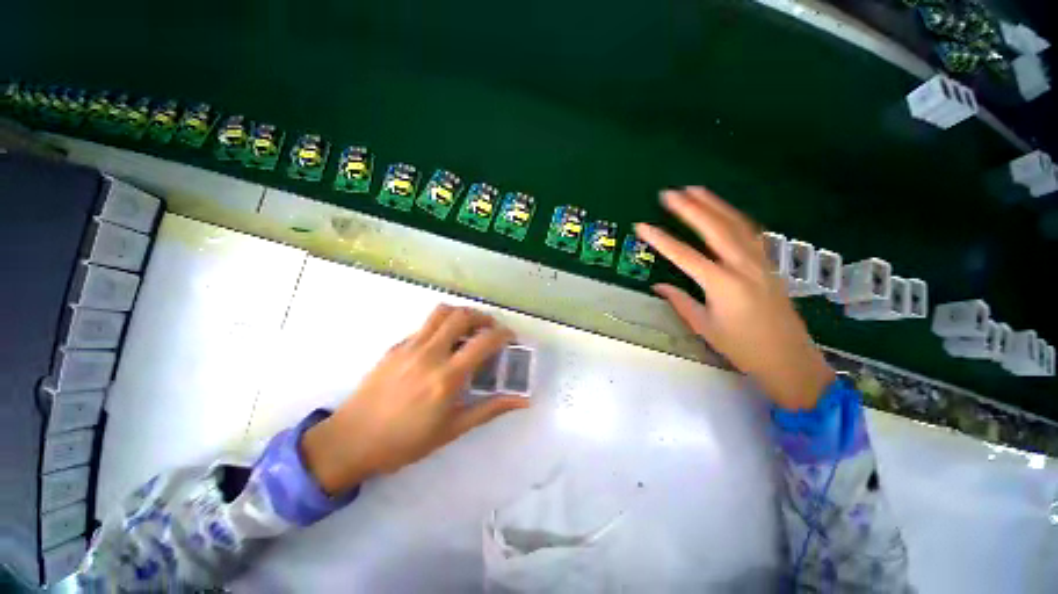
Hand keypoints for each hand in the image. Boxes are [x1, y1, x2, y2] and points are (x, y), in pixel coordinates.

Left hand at [300, 305, 529, 494]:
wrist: (350, 441)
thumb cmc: (405, 442)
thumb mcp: (453, 429)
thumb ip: (490, 409)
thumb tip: (523, 401)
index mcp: (447, 377)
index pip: (484, 341)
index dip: (503, 334)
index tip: (510, 338)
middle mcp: (430, 354)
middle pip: (462, 316)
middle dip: (483, 317)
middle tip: (491, 329)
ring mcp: (409, 346)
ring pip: (441, 313)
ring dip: (461, 314)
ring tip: (469, 328)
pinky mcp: (395, 346)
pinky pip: (424, 326)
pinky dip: (441, 326)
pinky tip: (442, 345)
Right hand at [635, 187, 833, 410]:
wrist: (789, 359)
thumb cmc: (742, 347)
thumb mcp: (705, 326)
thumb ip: (680, 301)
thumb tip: (659, 285)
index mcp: (722, 284)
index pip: (684, 255)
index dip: (660, 239)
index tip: (642, 226)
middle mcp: (742, 266)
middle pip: (714, 229)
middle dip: (690, 208)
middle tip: (670, 193)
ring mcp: (759, 262)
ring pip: (736, 224)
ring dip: (714, 205)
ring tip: (695, 190)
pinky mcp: (768, 264)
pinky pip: (750, 232)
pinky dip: (735, 217)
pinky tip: (725, 210)